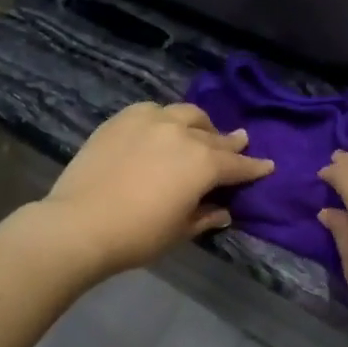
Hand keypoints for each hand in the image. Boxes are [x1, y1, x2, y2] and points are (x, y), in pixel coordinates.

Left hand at [39, 102, 273, 277]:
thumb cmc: (138, 235)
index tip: (267, 166)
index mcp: (204, 163)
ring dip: (199, 125)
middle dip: (229, 143)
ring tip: (200, 133)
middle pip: (214, 136)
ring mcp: (151, 121)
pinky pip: (153, 111)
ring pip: (186, 114)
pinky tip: (162, 127)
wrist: (79, 224)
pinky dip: (165, 118)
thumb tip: (222, 210)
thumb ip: (205, 216)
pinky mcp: (122, 119)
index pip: (238, 165)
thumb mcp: (180, 231)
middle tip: (238, 144)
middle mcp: (183, 134)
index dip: (254, 167)